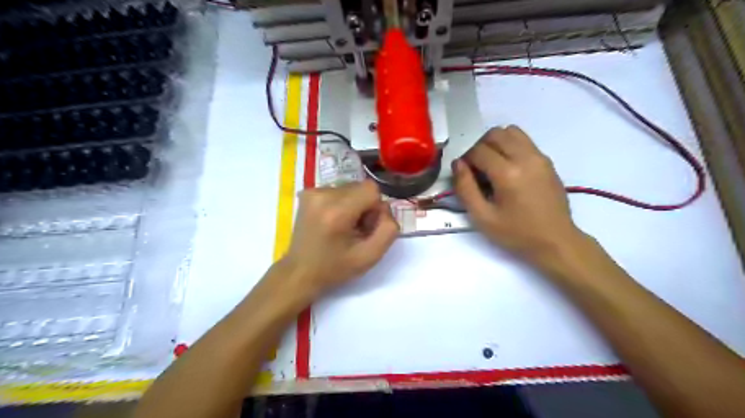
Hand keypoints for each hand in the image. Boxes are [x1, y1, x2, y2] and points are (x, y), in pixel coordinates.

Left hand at [281, 179, 397, 300]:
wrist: (300, 272)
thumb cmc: (335, 268)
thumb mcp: (370, 256)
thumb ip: (388, 230)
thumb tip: (385, 207)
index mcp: (337, 212)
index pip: (371, 189)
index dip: (375, 208)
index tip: (366, 227)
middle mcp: (322, 195)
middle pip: (360, 187)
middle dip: (364, 206)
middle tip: (355, 230)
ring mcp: (312, 192)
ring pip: (350, 188)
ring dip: (353, 205)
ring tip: (342, 227)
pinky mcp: (307, 192)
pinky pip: (337, 190)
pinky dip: (340, 203)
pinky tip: (332, 221)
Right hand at [453, 124, 588, 266]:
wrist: (556, 241)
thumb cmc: (516, 233)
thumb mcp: (482, 217)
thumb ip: (465, 188)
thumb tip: (458, 164)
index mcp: (508, 173)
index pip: (478, 150)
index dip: (466, 160)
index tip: (465, 176)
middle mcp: (525, 157)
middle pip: (495, 134)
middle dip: (480, 147)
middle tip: (477, 169)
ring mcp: (539, 157)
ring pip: (511, 131)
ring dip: (496, 143)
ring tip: (492, 165)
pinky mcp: (547, 161)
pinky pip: (524, 141)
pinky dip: (511, 146)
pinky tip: (509, 169)